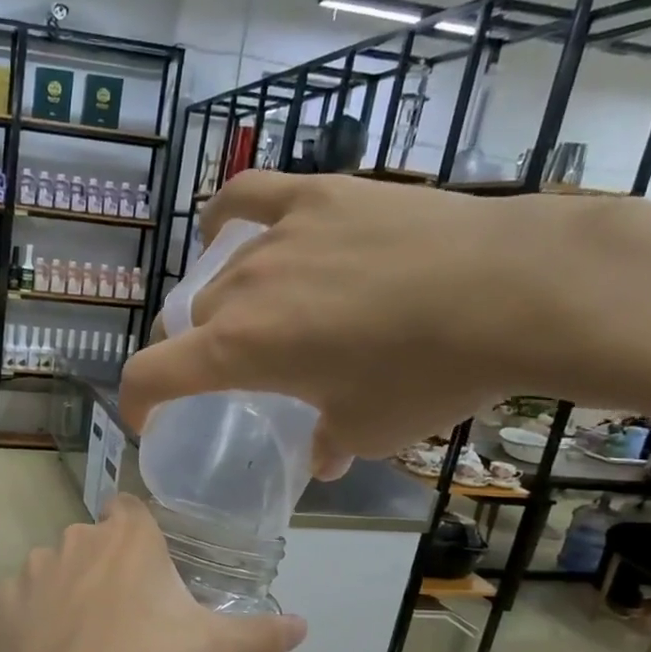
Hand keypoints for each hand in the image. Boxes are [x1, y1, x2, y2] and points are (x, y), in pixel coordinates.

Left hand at [0, 495, 305, 651]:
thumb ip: (258, 634)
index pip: (131, 508)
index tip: (151, 569)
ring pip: (58, 567)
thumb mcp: (209, 649)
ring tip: (87, 636)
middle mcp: (78, 537)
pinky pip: (25, 598)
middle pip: (95, 540)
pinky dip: (35, 615)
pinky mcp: (5, 599)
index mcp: (128, 536)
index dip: (140, 533)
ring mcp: (36, 566)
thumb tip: (303, 626)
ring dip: (70, 588)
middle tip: (128, 613)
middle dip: (108, 566)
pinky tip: (50, 647)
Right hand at [119, 169, 560, 474]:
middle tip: (246, 371)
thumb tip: (322, 457)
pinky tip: (225, 230)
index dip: (137, 403)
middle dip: (205, 352)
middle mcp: (242, 290)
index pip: (151, 375)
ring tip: (268, 314)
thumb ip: (327, 443)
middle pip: (195, 322)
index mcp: (238, 351)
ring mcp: (278, 236)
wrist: (513, 290)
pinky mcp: (319, 194)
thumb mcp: (369, 431)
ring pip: (225, 275)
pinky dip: (227, 217)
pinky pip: (249, 198)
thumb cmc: (428, 375)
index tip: (148, 421)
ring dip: (232, 303)